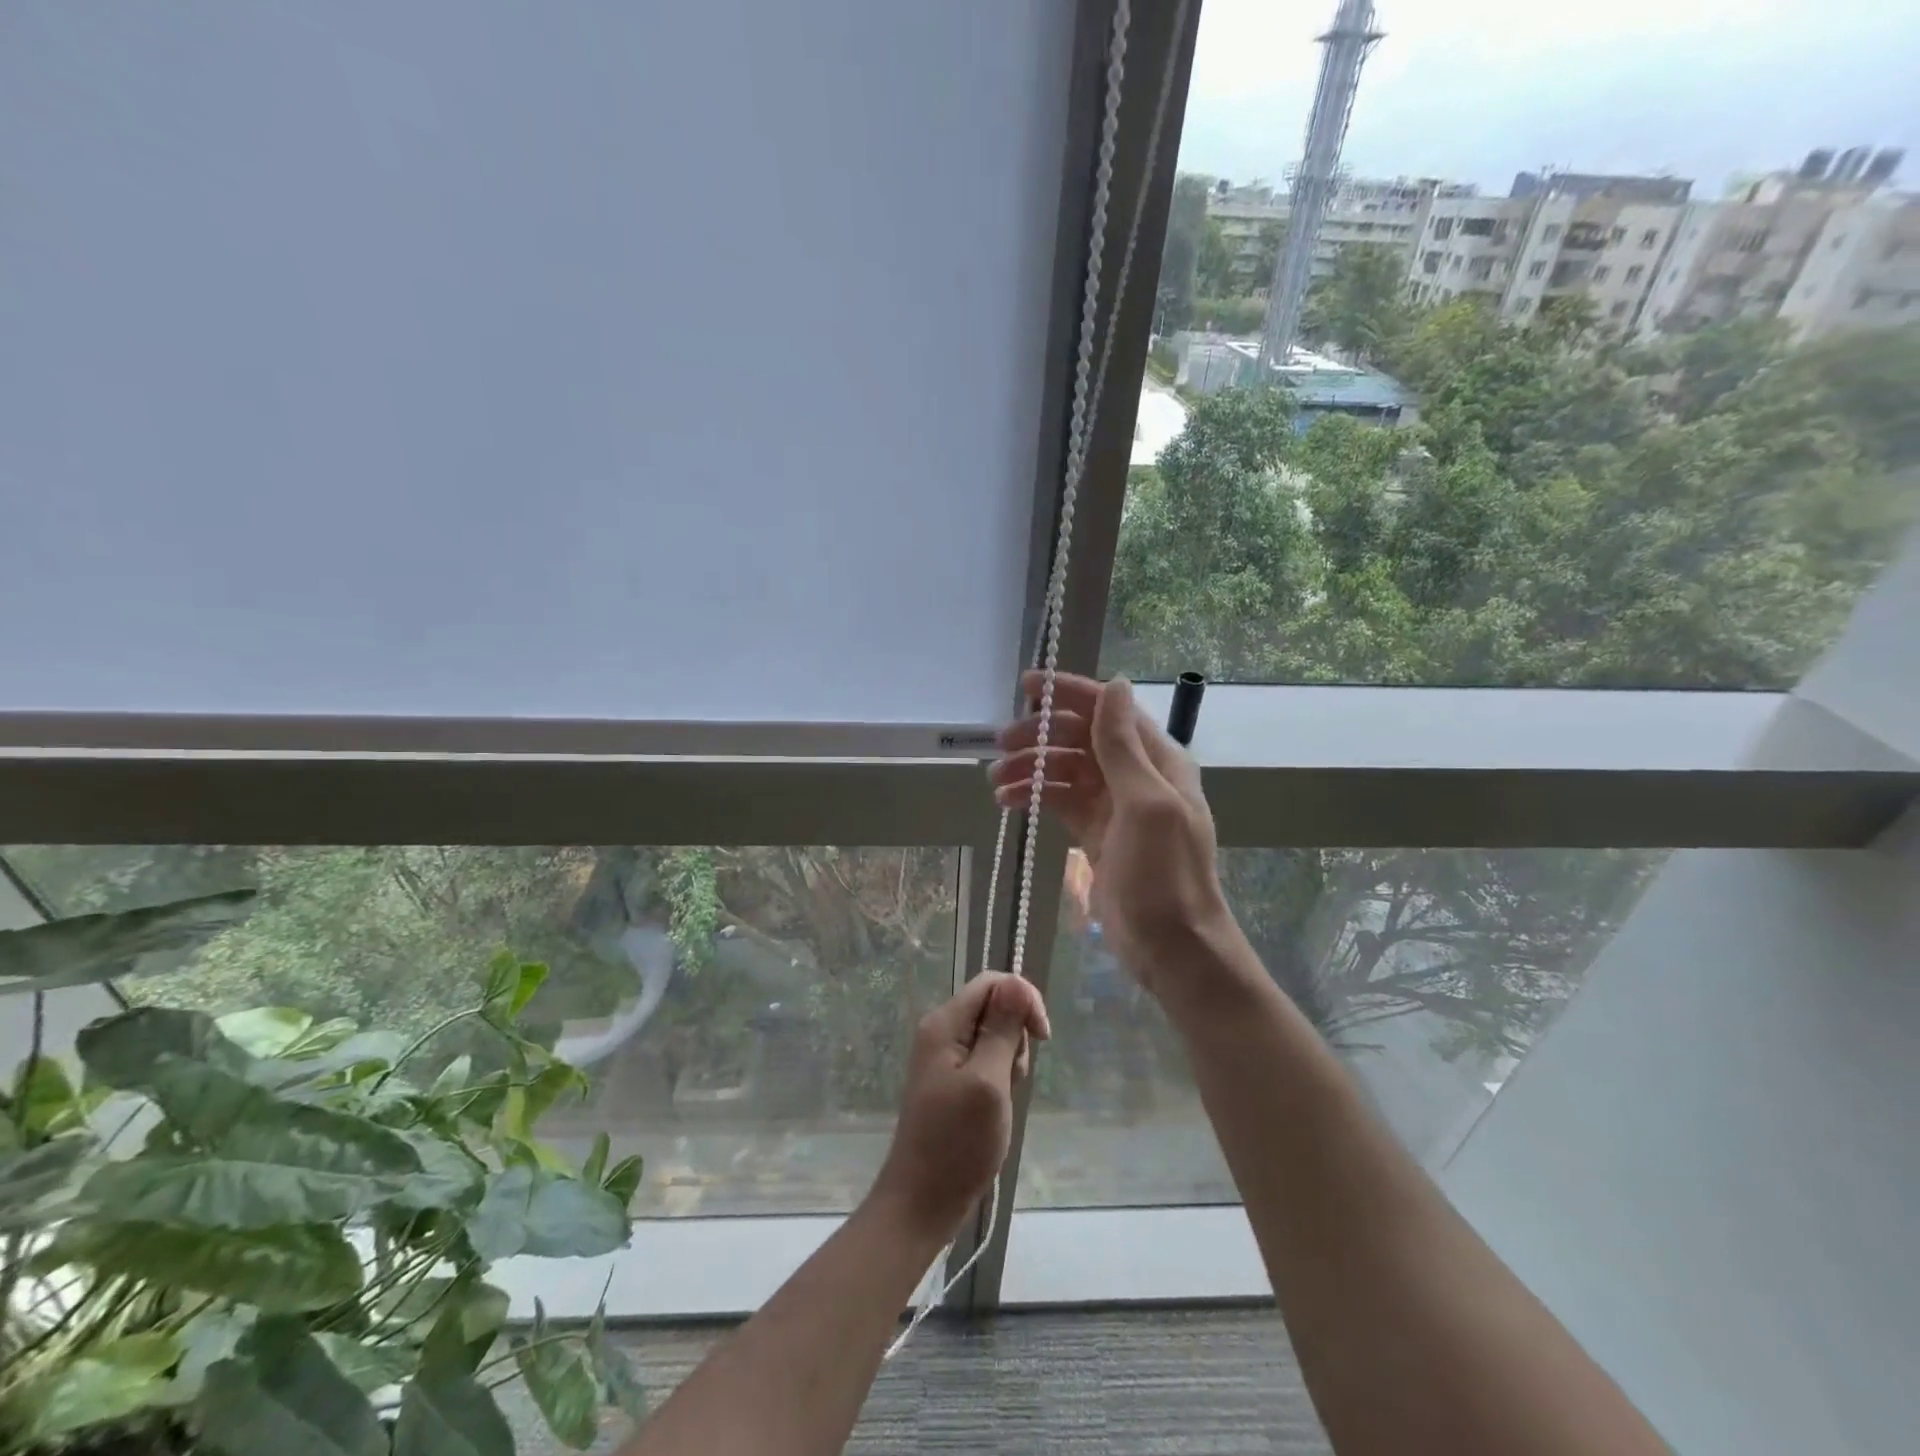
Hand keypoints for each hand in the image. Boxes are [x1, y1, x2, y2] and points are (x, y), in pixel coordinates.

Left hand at [869, 972, 1050, 1239]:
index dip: (1023, 998)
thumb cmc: (957, 1143)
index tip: (1042, 1036)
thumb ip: (1001, 1030)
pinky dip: (1000, 1077)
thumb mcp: (988, 1082)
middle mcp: (941, 1031)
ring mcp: (945, 1057)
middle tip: (1012, 1078)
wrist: (922, 1201)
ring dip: (1010, 1060)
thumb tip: (1017, 983)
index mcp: (944, 1023)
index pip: (992, 983)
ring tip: (1002, 1098)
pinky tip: (997, 1106)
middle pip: (994, 1007)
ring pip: (994, 1035)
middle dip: (1016, 1036)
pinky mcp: (952, 1079)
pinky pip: (986, 1060)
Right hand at [991, 672, 1230, 997]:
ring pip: (1066, 769)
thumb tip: (1115, 684)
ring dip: (1031, 767)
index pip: (1109, 709)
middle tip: (1001, 743)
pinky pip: (1060, 801)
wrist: (1172, 946)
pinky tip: (1007, 803)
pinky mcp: (1095, 832)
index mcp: (1157, 759)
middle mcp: (1136, 774)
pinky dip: (1035, 796)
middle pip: (1081, 736)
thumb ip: (1123, 746)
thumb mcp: (1146, 804)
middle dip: (1041, 734)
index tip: (1027, 685)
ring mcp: (1114, 804)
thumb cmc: (1163, 874)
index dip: (1070, 692)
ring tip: (995, 781)